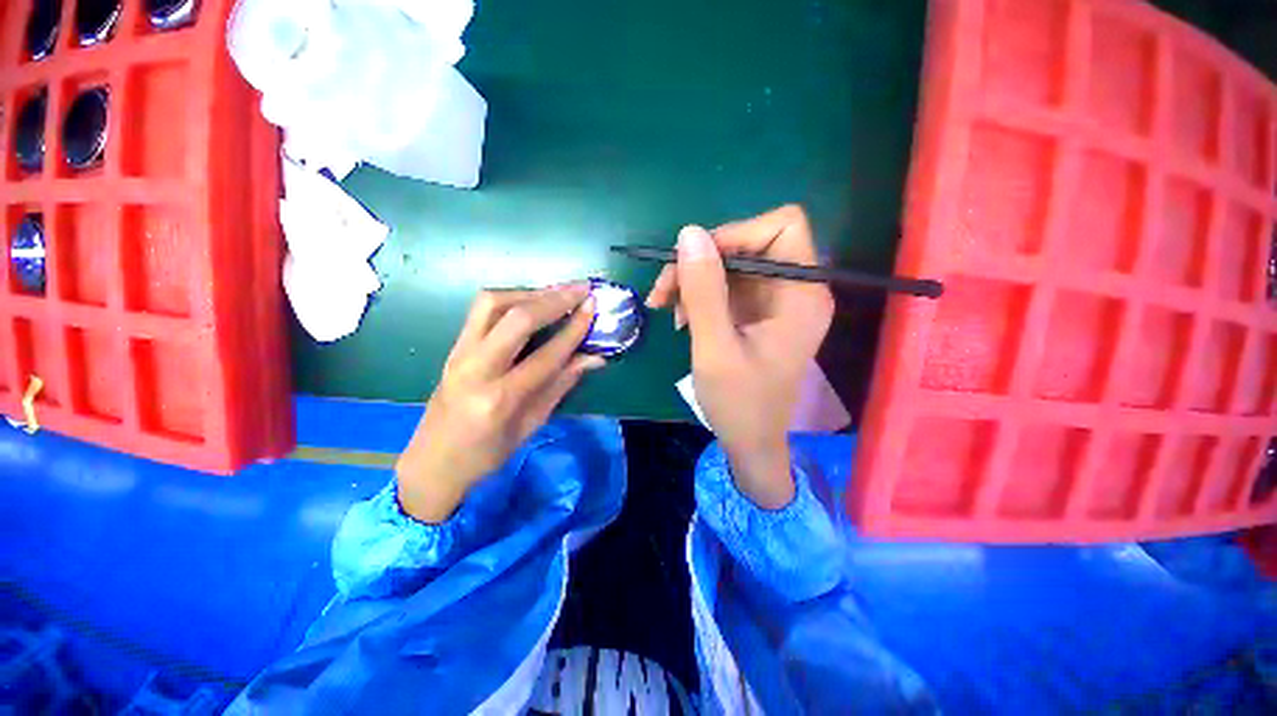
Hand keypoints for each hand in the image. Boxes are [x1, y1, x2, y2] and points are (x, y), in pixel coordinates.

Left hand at [396, 285, 604, 522]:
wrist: (433, 461)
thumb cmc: (487, 453)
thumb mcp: (532, 425)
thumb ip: (561, 385)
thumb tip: (594, 358)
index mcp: (500, 399)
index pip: (546, 355)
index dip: (574, 329)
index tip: (593, 306)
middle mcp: (476, 368)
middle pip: (516, 318)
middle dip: (553, 299)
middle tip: (581, 288)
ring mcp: (459, 353)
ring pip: (492, 303)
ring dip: (529, 292)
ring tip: (558, 293)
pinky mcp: (453, 346)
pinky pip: (482, 310)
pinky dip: (511, 298)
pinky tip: (531, 302)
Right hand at [647, 206, 833, 508]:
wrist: (750, 441)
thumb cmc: (739, 403)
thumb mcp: (715, 348)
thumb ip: (704, 291)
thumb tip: (689, 233)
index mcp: (802, 294)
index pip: (782, 226)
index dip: (736, 234)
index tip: (695, 263)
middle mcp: (796, 289)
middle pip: (750, 243)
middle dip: (703, 261)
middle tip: (664, 291)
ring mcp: (776, 300)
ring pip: (731, 263)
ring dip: (694, 279)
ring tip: (667, 308)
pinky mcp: (758, 312)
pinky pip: (727, 285)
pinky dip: (700, 294)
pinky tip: (681, 318)